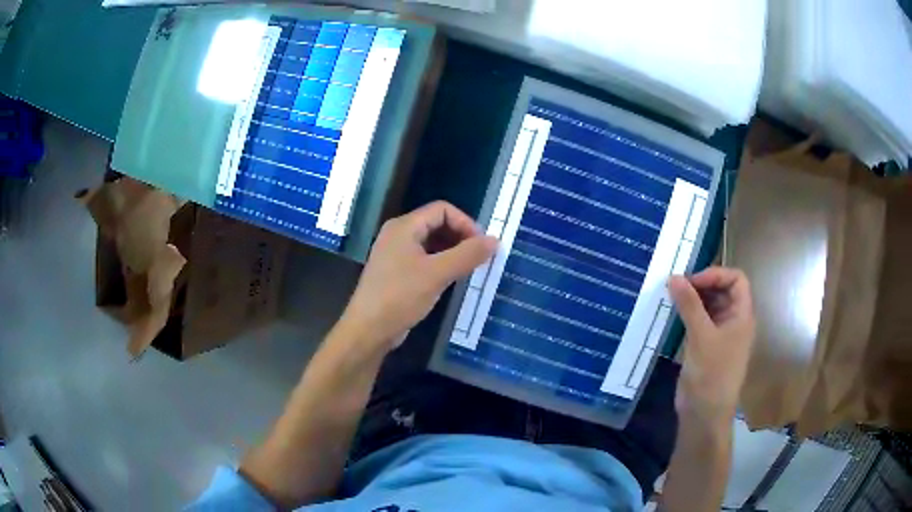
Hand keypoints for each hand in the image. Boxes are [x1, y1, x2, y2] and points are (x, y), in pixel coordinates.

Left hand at [338, 201, 497, 353]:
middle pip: (436, 224)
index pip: (442, 210)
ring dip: (452, 251)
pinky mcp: (396, 272)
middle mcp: (398, 234)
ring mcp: (395, 254)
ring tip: (469, 268)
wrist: (368, 330)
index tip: (482, 245)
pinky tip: (452, 279)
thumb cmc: (400, 297)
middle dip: (460, 237)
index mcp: (404, 226)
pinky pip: (424, 259)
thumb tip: (494, 240)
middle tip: (479, 258)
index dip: (465, 223)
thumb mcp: (437, 274)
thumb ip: (467, 255)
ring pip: (431, 243)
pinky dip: (441, 263)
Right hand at [669, 267, 755, 425]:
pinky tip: (673, 315)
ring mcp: (720, 334)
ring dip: (693, 299)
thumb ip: (689, 305)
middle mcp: (733, 321)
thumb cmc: (711, 374)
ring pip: (709, 305)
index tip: (691, 281)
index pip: (736, 279)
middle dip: (702, 284)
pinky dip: (688, 314)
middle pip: (722, 290)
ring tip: (672, 298)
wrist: (704, 414)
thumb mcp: (701, 336)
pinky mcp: (706, 346)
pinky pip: (699, 321)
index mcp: (742, 315)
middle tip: (676, 287)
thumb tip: (674, 276)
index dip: (716, 274)